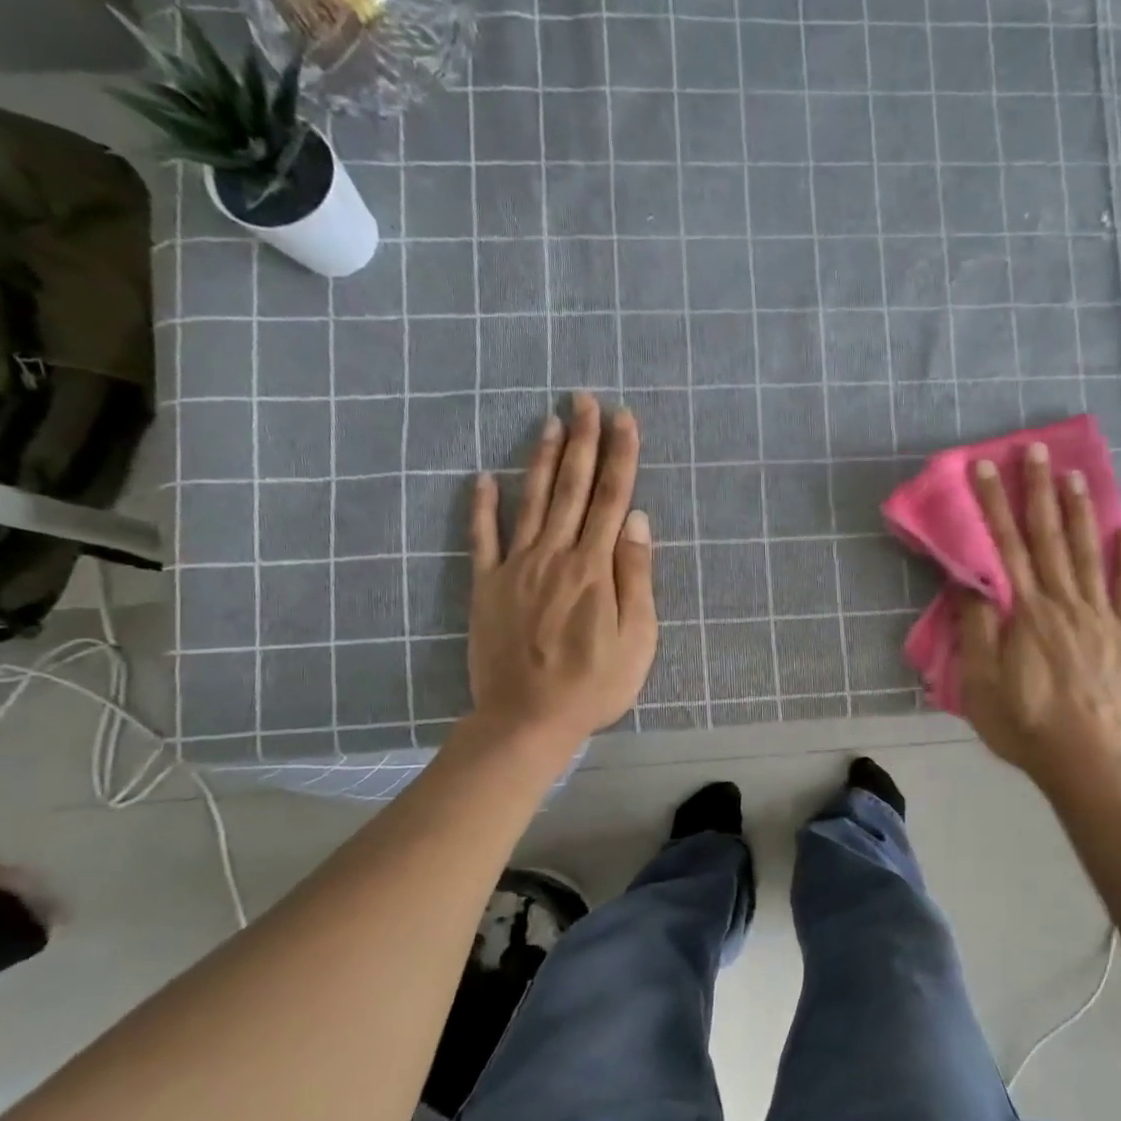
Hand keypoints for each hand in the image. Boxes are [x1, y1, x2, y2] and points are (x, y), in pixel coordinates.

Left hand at [467, 393, 656, 747]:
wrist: (527, 720)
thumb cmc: (593, 685)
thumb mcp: (637, 639)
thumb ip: (636, 577)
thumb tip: (638, 521)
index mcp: (594, 568)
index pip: (613, 499)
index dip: (620, 456)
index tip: (624, 419)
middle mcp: (555, 555)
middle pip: (573, 488)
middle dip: (583, 441)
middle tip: (585, 400)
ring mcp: (516, 568)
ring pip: (532, 501)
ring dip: (542, 459)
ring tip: (550, 421)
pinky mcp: (487, 586)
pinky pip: (482, 537)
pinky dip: (482, 505)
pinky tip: (483, 476)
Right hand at [957, 442, 1120, 786]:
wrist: (1083, 760)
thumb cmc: (1022, 723)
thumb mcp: (980, 681)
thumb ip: (975, 627)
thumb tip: (968, 579)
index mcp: (1025, 611)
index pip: (1005, 547)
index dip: (994, 504)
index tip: (987, 467)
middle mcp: (1063, 602)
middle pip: (1048, 538)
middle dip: (1039, 491)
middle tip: (1037, 451)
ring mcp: (1099, 616)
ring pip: (1088, 553)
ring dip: (1081, 512)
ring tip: (1077, 476)